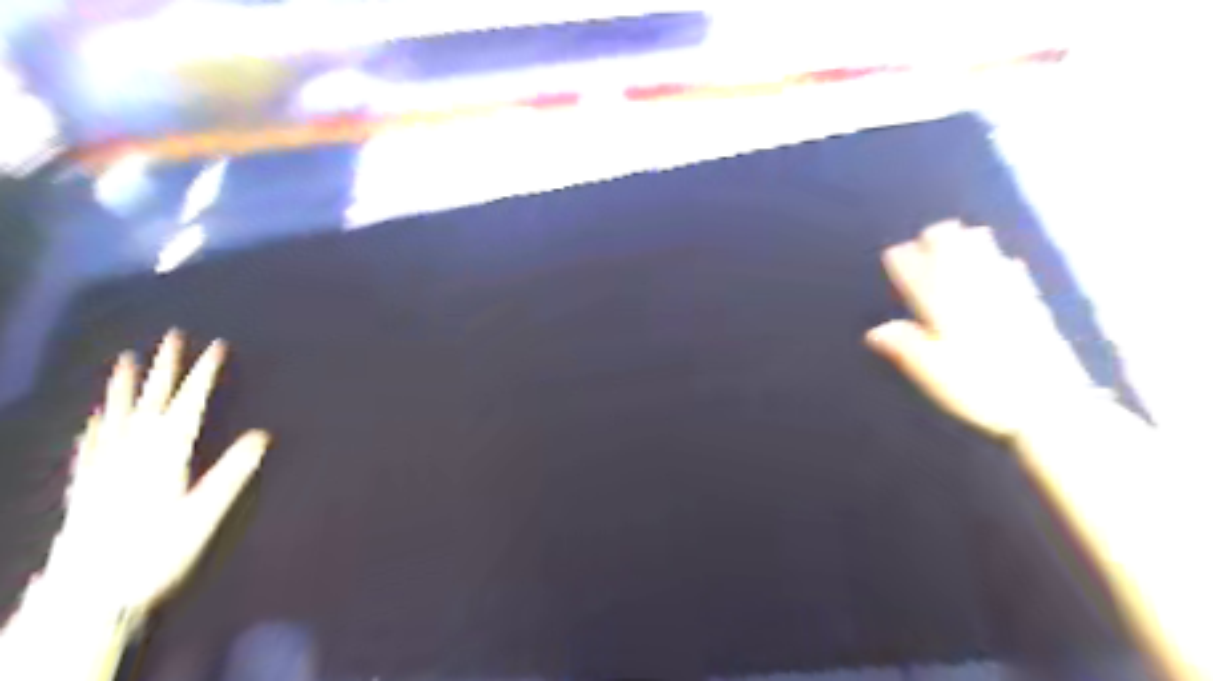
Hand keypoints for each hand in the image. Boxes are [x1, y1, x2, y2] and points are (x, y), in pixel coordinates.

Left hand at [43, 331, 272, 622]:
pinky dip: (98, 422)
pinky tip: (96, 415)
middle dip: (167, 366)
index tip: (217, 346)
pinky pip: (92, 442)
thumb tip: (262, 435)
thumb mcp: (203, 513)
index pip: (190, 403)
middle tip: (172, 336)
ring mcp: (105, 466)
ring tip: (126, 360)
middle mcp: (132, 452)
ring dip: (126, 385)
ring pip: (118, 415)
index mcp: (165, 454)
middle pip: (154, 400)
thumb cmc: (155, 552)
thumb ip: (232, 472)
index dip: (204, 373)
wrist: (87, 593)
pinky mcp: (86, 484)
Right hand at [867, 222, 1094, 438]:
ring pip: (989, 268)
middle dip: (943, 246)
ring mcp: (1009, 306)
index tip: (894, 251)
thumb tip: (875, 331)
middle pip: (958, 267)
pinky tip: (1010, 261)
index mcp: (949, 316)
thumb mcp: (936, 374)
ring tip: (968, 230)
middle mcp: (978, 303)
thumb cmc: (983, 392)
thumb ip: (907, 348)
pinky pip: (1018, 282)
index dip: (907, 267)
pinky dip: (1009, 267)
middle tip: (932, 230)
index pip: (921, 284)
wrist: (1051, 405)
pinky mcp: (1035, 316)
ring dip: (976, 248)